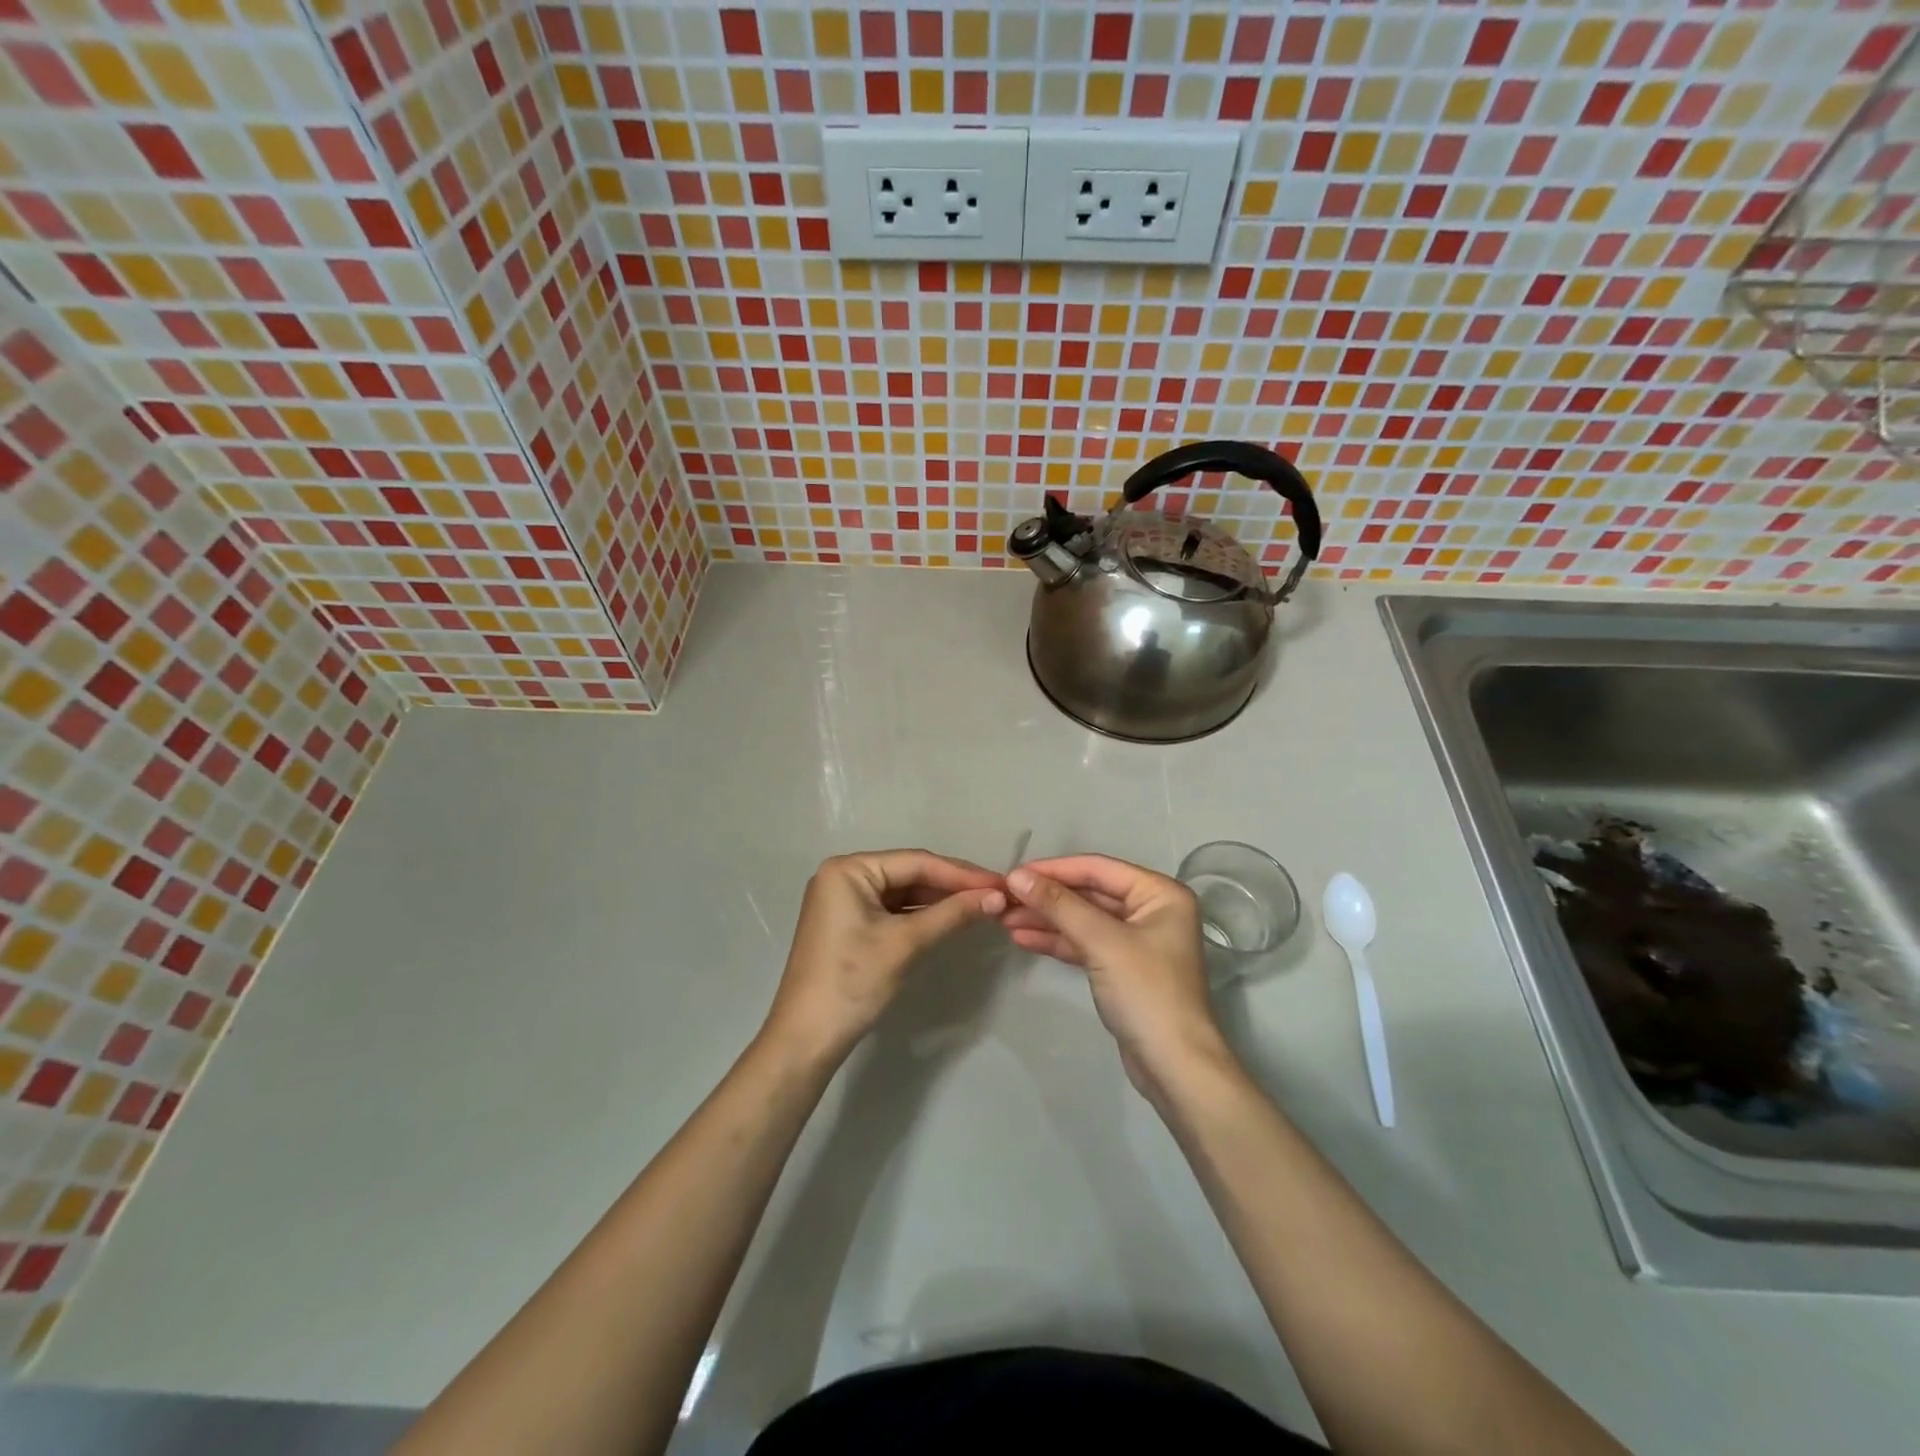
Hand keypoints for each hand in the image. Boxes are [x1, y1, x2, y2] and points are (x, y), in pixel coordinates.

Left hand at [763, 850, 1006, 1066]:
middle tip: (997, 894)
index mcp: (849, 869)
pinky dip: (921, 915)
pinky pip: (892, 910)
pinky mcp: (849, 923)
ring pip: (903, 892)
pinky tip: (951, 918)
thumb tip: (998, 896)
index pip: (916, 862)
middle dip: (952, 886)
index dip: (961, 873)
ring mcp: (845, 900)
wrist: (806, 1039)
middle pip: (910, 873)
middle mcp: (844, 875)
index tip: (1001, 883)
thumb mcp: (905, 944)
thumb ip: (952, 914)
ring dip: (940, 901)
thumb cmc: (852, 982)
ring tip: (982, 905)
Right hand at [1002, 855, 1230, 1095]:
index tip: (1013, 873)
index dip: (1053, 869)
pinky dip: (1057, 941)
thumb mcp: (1101, 942)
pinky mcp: (1122, 968)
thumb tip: (1017, 876)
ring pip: (1083, 919)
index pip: (1098, 869)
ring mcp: (1136, 940)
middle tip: (1003, 899)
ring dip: (1046, 919)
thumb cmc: (1146, 992)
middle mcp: (1151, 909)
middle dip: (1046, 897)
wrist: (1174, 1067)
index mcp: (1159, 893)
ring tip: (1003, 919)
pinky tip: (1023, 938)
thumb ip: (1059, 905)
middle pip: (1089, 893)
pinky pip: (1085, 943)